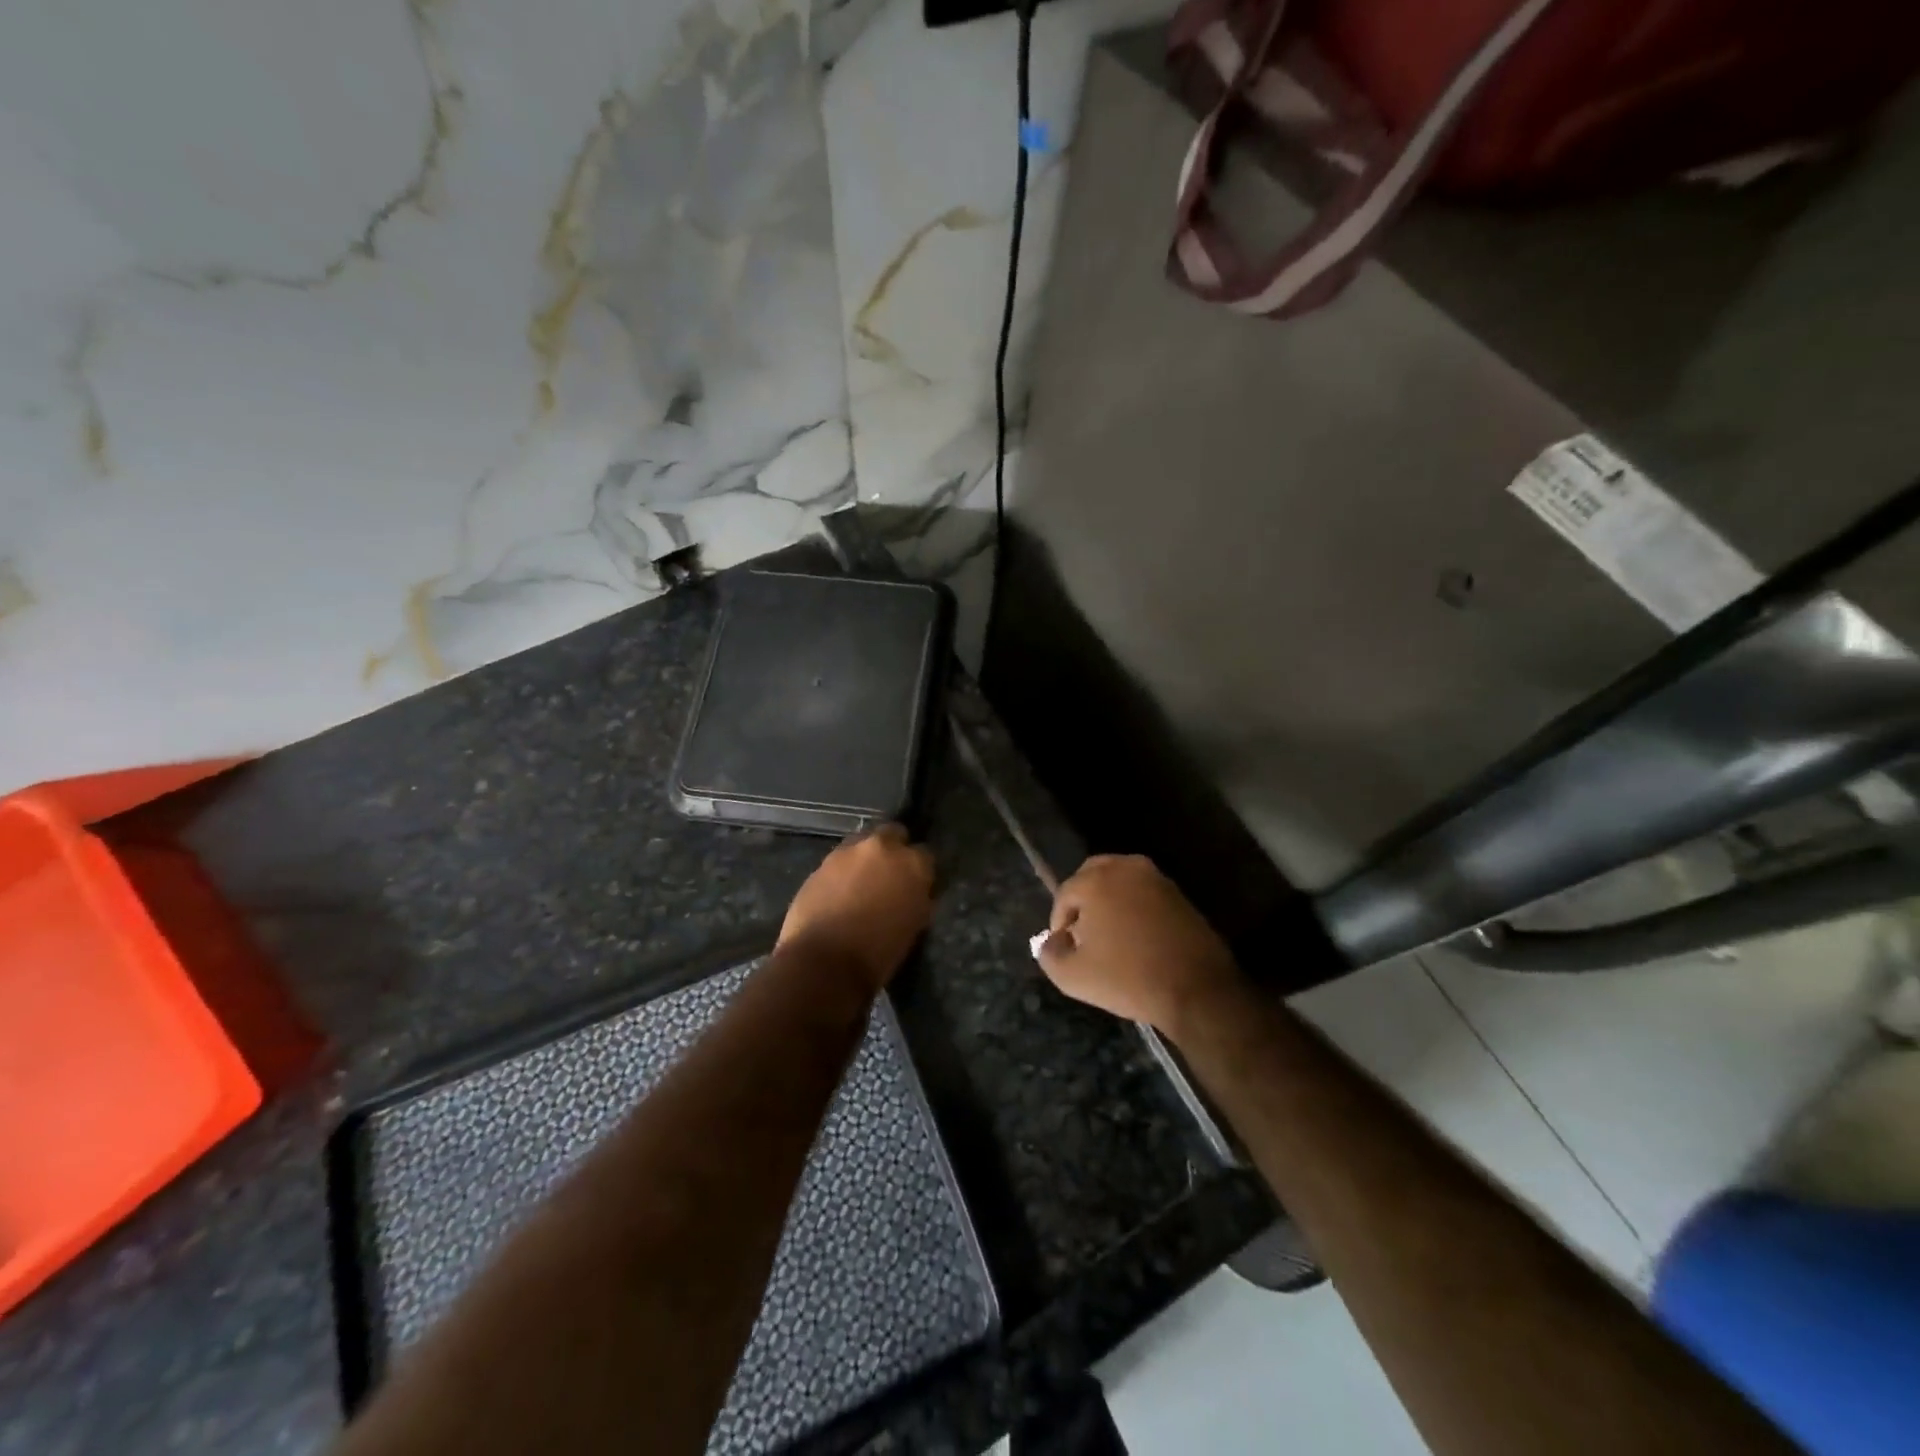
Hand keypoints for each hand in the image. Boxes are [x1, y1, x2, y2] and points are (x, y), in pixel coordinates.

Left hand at [778, 824, 934, 992]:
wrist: (825, 962)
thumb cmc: (879, 952)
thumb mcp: (914, 925)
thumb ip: (918, 897)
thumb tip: (916, 891)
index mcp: (913, 864)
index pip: (925, 854)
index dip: (920, 869)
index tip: (916, 883)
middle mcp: (882, 848)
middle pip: (893, 834)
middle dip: (893, 849)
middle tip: (889, 874)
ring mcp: (848, 852)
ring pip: (862, 844)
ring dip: (865, 858)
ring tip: (861, 883)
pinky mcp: (821, 863)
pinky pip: (838, 861)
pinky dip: (842, 872)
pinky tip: (839, 892)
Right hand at [1037, 855, 1243, 1036]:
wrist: (1197, 989)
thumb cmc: (1129, 979)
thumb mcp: (1074, 977)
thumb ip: (1050, 954)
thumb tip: (1051, 941)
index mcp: (1097, 880)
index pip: (1065, 893)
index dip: (1058, 920)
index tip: (1064, 946)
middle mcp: (1125, 868)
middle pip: (1092, 875)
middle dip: (1082, 900)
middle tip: (1082, 932)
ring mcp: (1156, 878)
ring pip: (1120, 880)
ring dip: (1108, 900)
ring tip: (1109, 934)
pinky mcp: (1178, 893)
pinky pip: (1143, 891)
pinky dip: (1133, 905)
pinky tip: (1135, 936)